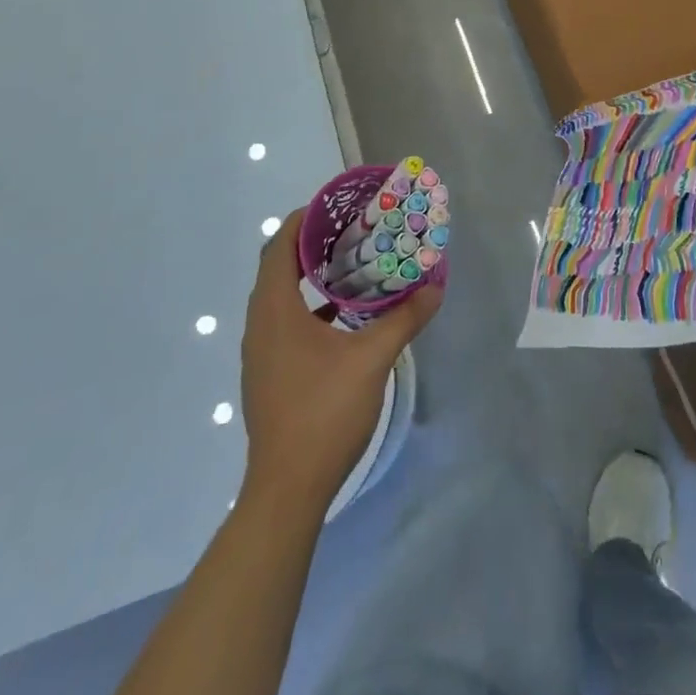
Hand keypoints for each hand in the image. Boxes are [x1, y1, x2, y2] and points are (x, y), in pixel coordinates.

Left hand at [238, 207, 441, 511]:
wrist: (287, 489)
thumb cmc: (324, 412)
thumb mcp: (373, 359)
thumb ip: (404, 318)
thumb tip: (435, 287)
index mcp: (275, 311)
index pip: (280, 246)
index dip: (305, 219)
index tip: (337, 205)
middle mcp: (260, 324)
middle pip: (279, 266)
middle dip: (313, 243)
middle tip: (353, 229)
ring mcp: (262, 351)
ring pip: (282, 296)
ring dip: (312, 275)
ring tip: (353, 263)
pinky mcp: (269, 372)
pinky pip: (286, 321)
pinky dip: (311, 305)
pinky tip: (346, 314)